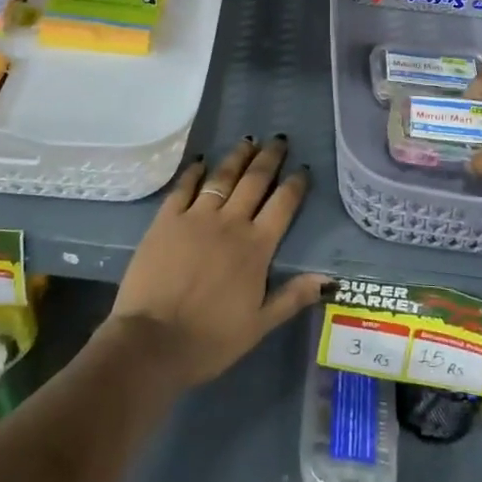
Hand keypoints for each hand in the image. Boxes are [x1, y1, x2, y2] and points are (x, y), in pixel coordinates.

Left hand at [105, 137, 326, 386]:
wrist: (153, 341)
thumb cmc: (210, 339)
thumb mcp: (260, 324)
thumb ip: (293, 296)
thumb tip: (329, 278)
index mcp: (256, 247)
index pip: (283, 205)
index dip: (295, 185)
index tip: (303, 169)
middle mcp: (230, 223)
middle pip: (254, 181)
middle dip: (269, 158)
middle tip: (278, 139)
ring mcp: (196, 217)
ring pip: (222, 177)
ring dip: (237, 157)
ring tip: (248, 141)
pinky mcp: (166, 220)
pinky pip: (183, 187)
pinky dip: (194, 171)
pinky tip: (200, 160)